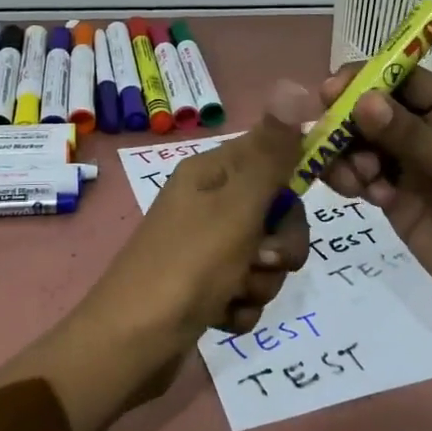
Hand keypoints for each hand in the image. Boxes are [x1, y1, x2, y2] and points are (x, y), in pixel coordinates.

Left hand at [0, 81, 317, 430]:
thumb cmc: (186, 268)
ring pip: (264, 256)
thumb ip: (271, 154)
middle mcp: (207, 203)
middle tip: (264, 260)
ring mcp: (203, 247)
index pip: (272, 155)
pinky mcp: (203, 287)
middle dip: (280, 244)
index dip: (294, 180)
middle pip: (274, 212)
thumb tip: (294, 83)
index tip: (301, 206)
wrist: (129, 346)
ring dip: (260, 282)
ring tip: (234, 294)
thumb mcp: (237, 207)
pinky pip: (245, 290)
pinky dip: (240, 307)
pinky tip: (221, 317)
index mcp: (210, 174)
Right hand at [318, 67, 431, 347]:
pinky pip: (364, 181)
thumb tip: (363, 100)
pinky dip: (352, 181)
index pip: (405, 81)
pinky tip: (361, 194)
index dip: (367, 81)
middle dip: (347, 120)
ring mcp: (413, 171)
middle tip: (324, 136)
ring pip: (363, 147)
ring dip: (346, 154)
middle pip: (375, 112)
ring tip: (353, 176)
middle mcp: (431, 136)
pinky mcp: (399, 204)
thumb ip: (413, 138)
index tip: (330, 92)